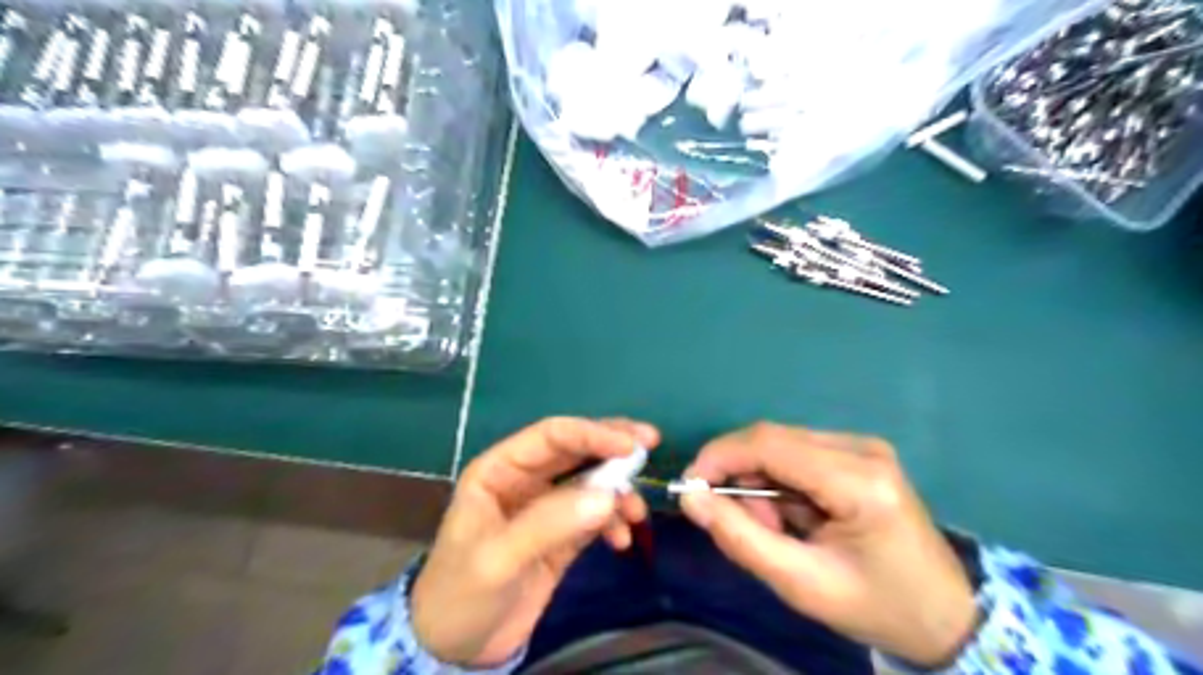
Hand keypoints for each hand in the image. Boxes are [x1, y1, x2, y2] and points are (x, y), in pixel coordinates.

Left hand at [412, 419, 657, 667]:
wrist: (457, 648)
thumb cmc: (461, 594)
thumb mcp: (498, 558)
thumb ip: (551, 523)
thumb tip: (609, 496)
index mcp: (500, 470)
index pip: (551, 436)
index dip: (591, 433)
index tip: (630, 444)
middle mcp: (525, 479)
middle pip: (575, 450)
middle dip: (613, 447)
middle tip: (650, 443)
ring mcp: (546, 506)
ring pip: (590, 481)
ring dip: (617, 490)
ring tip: (637, 513)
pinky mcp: (562, 534)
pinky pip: (595, 515)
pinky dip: (613, 521)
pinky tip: (621, 540)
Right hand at [674, 426, 975, 666]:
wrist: (944, 615)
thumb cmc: (876, 606)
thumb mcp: (801, 585)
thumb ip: (741, 538)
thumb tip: (691, 498)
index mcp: (859, 481)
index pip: (769, 444)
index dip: (719, 457)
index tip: (689, 489)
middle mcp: (862, 448)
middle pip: (772, 439)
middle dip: (740, 477)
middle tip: (742, 525)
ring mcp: (863, 446)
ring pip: (780, 445)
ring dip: (760, 483)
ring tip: (777, 530)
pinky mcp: (858, 452)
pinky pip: (796, 454)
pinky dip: (779, 483)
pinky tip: (794, 517)